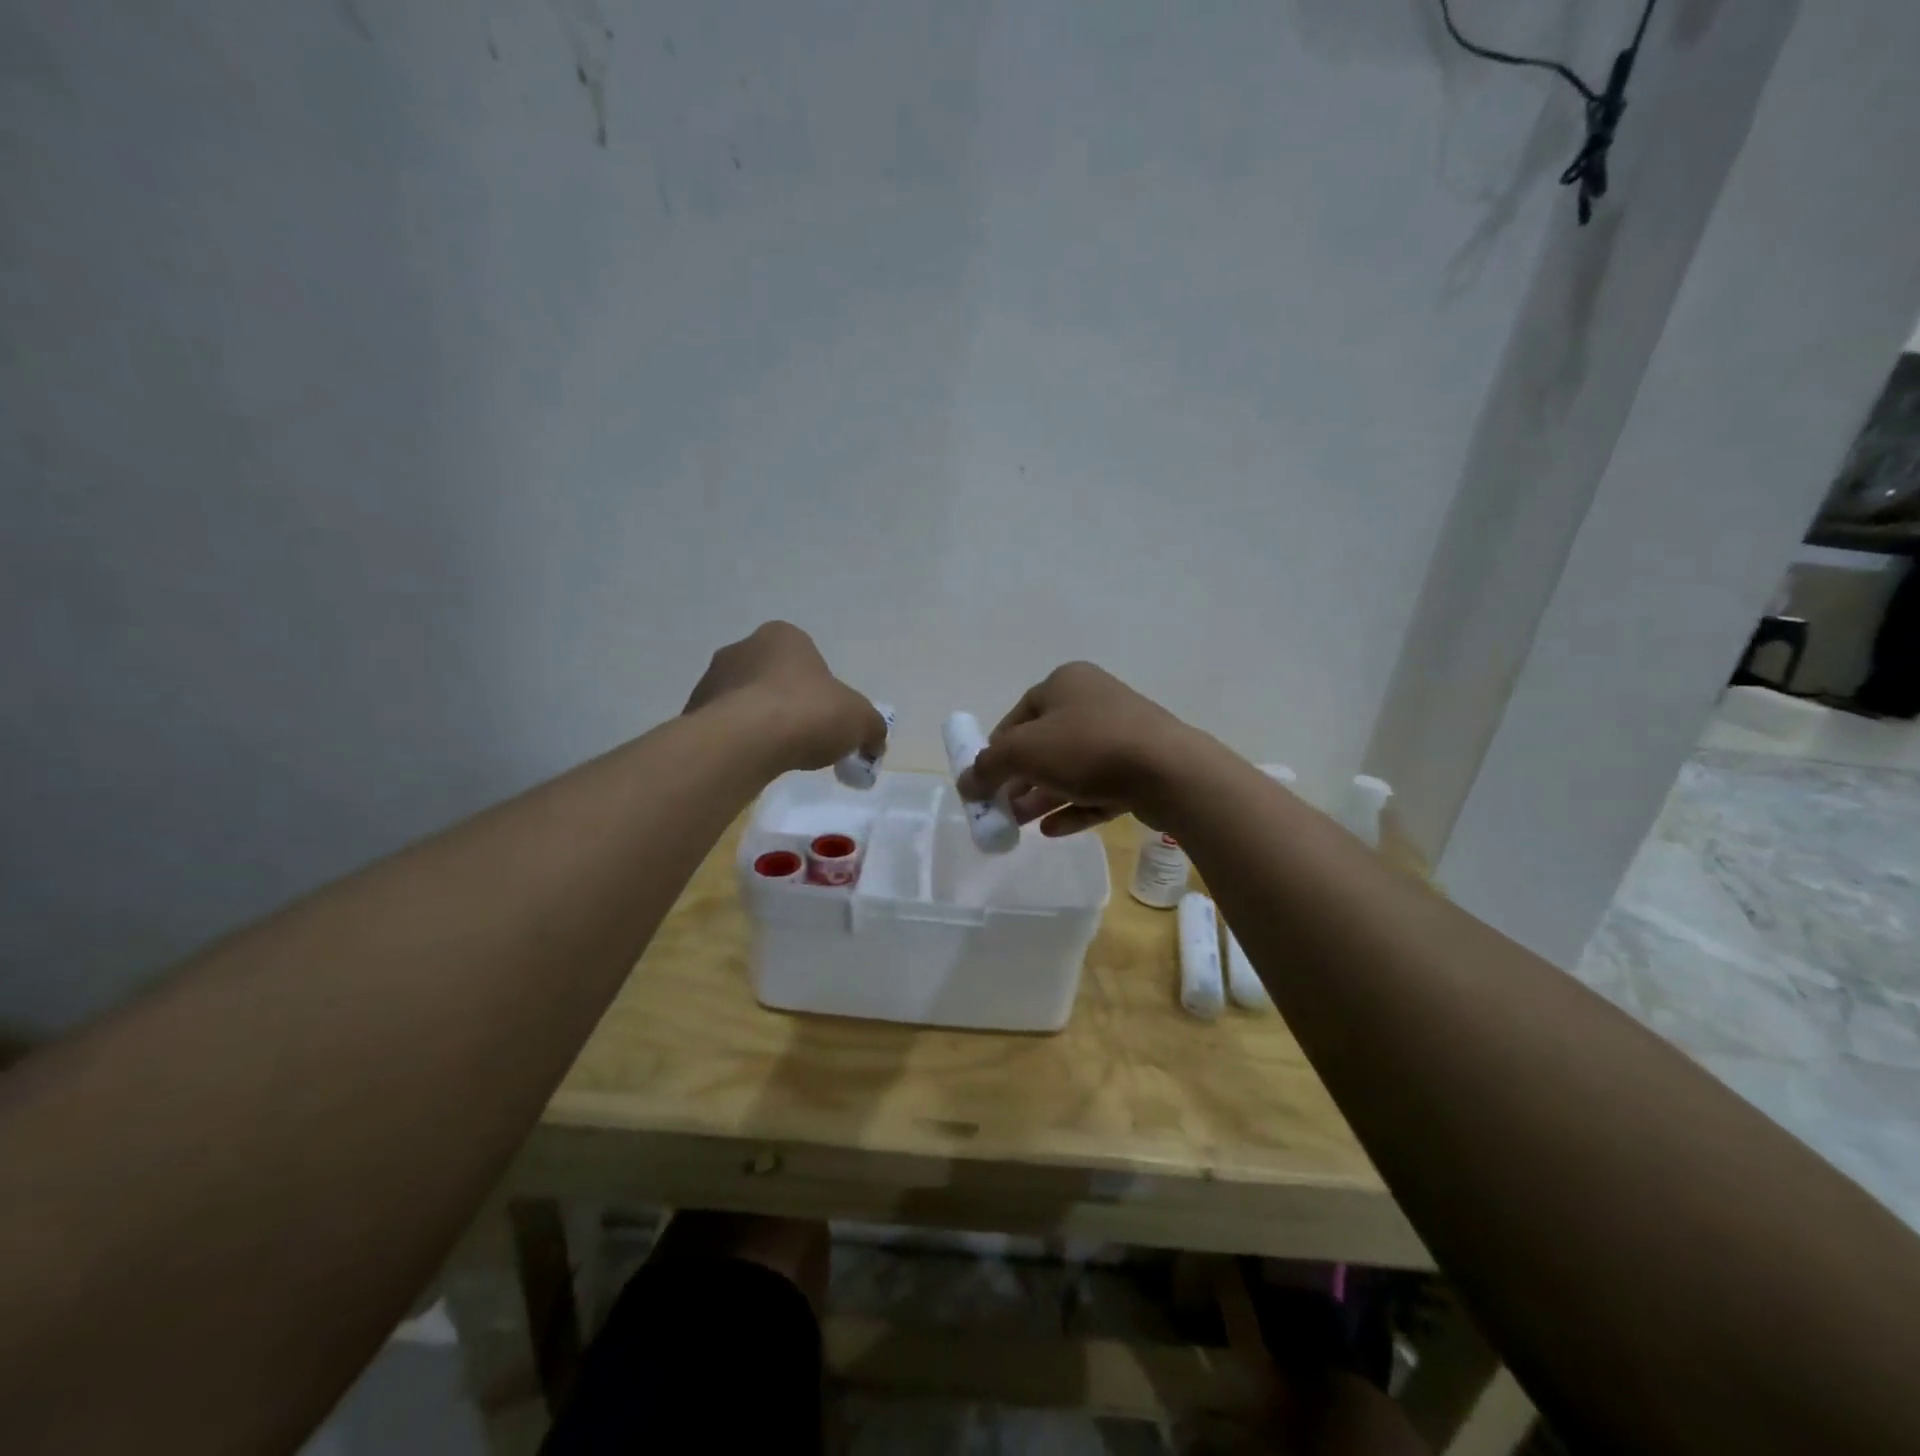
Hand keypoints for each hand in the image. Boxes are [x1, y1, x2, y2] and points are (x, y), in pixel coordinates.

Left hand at [683, 621, 885, 772]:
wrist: (744, 741)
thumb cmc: (807, 713)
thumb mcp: (860, 720)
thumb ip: (872, 727)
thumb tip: (874, 741)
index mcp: (783, 636)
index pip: (808, 659)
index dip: (822, 691)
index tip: (828, 720)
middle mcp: (742, 647)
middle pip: (774, 679)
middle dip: (789, 705)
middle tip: (805, 739)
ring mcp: (711, 679)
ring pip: (746, 702)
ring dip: (761, 723)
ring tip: (777, 755)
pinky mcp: (693, 712)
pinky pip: (724, 727)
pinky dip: (739, 742)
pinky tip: (752, 762)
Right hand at [956, 662, 1203, 835]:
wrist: (1168, 771)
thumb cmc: (1088, 747)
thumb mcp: (1024, 752)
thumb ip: (989, 766)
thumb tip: (965, 782)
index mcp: (1065, 683)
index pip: (1018, 716)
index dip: (996, 750)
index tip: (984, 782)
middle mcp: (1093, 701)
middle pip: (1044, 744)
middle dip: (1019, 779)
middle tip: (1001, 809)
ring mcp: (1121, 734)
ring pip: (1071, 768)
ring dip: (1042, 796)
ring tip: (1020, 825)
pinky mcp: (1140, 767)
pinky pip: (1098, 787)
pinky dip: (1074, 806)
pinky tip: (1053, 830)